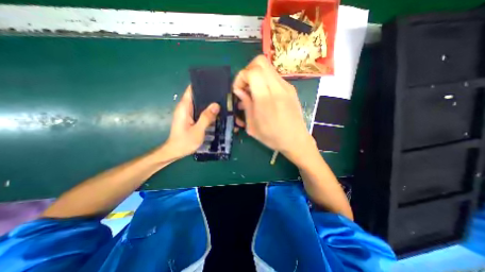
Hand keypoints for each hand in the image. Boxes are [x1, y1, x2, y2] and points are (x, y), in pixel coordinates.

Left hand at [165, 85, 221, 159]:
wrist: (175, 152)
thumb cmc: (184, 142)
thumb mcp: (197, 130)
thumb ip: (206, 117)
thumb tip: (216, 105)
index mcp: (184, 107)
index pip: (191, 90)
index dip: (201, 85)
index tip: (213, 83)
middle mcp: (185, 108)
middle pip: (197, 96)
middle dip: (208, 94)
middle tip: (223, 93)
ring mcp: (188, 113)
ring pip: (199, 104)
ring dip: (209, 103)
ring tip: (222, 101)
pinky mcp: (190, 119)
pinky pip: (200, 111)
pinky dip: (207, 110)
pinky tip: (216, 112)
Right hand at [234, 55, 316, 160]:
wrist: (296, 140)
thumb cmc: (272, 137)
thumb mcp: (252, 126)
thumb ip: (246, 104)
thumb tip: (239, 90)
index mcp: (266, 99)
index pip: (252, 71)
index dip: (240, 77)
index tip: (238, 90)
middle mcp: (278, 88)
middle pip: (260, 62)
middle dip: (247, 71)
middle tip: (245, 87)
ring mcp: (287, 86)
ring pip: (268, 67)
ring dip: (256, 75)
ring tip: (253, 92)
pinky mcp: (291, 89)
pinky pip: (274, 76)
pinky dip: (264, 80)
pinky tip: (263, 95)